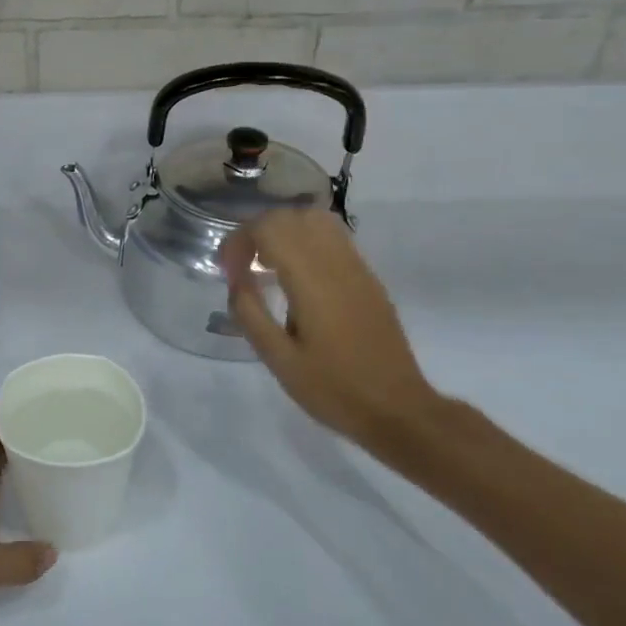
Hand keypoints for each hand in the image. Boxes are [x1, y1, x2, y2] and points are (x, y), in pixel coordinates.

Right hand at [220, 209, 442, 448]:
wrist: (397, 410)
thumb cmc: (333, 389)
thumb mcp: (278, 359)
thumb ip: (250, 313)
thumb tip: (236, 280)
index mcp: (312, 281)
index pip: (269, 229)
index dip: (240, 241)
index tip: (228, 271)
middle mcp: (336, 264)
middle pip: (291, 216)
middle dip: (257, 231)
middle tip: (241, 266)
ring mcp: (357, 268)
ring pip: (316, 219)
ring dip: (283, 231)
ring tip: (266, 264)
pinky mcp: (368, 278)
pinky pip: (334, 237)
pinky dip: (305, 240)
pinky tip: (295, 275)